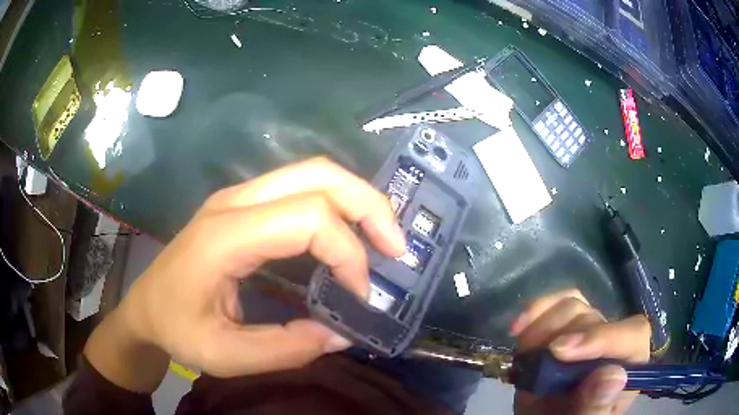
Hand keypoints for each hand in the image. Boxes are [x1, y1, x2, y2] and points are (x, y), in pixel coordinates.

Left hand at [85, 157, 404, 389]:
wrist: (145, 307)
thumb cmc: (177, 329)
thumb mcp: (225, 355)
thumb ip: (286, 349)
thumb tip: (343, 333)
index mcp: (225, 235)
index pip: (307, 218)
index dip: (347, 253)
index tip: (360, 295)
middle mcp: (235, 202)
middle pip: (319, 175)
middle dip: (369, 206)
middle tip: (396, 246)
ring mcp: (239, 197)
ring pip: (314, 173)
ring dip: (357, 200)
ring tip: (381, 239)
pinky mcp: (243, 205)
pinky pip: (301, 188)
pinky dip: (336, 206)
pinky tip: (348, 234)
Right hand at [511, 290, 650, 414]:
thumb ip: (596, 405)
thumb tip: (613, 377)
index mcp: (628, 363)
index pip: (631, 335)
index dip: (601, 337)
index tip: (560, 352)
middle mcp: (611, 340)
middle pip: (594, 318)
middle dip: (559, 338)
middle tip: (532, 361)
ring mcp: (587, 329)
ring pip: (572, 305)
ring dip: (542, 327)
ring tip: (525, 357)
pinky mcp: (564, 324)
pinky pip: (555, 303)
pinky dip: (534, 311)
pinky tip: (518, 328)